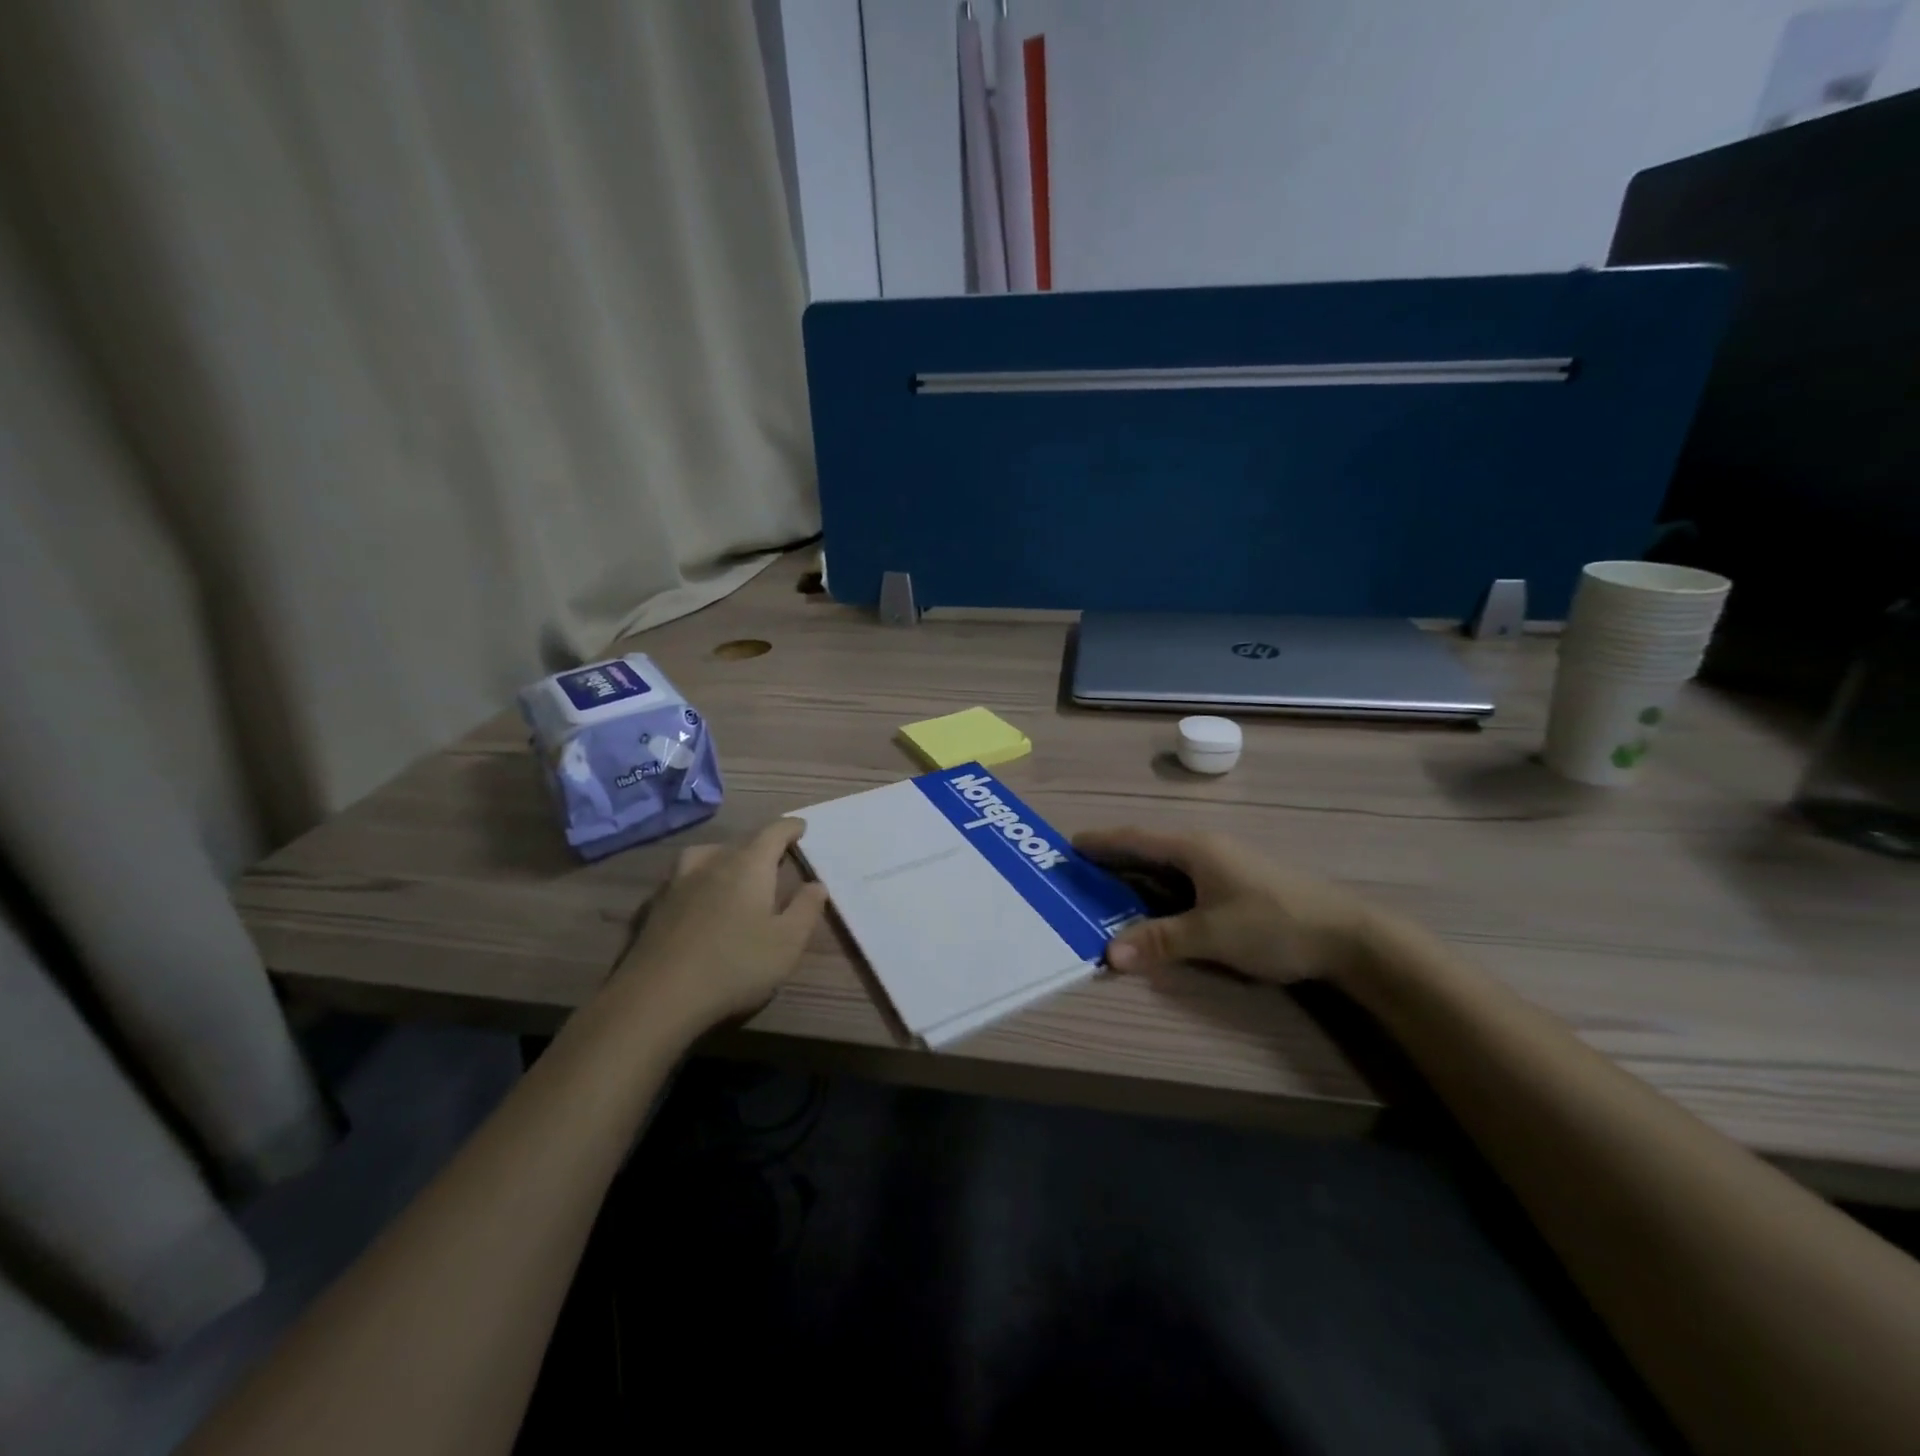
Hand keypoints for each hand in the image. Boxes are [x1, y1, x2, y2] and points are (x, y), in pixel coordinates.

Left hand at [611, 818, 828, 1031]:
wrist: (658, 997)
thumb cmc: (735, 965)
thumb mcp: (788, 943)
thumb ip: (806, 909)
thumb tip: (816, 884)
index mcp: (748, 865)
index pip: (773, 832)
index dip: (790, 828)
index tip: (801, 828)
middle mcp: (712, 863)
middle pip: (740, 842)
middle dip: (760, 847)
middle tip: (775, 860)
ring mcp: (677, 883)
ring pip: (705, 855)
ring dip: (723, 857)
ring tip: (732, 871)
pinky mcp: (654, 907)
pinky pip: (681, 879)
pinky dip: (696, 881)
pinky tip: (697, 900)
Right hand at [1074, 827, 1379, 985]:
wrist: (1346, 934)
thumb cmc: (1273, 924)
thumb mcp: (1211, 935)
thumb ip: (1160, 941)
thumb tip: (1108, 954)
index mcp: (1193, 849)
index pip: (1135, 839)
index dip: (1102, 842)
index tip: (1070, 844)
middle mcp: (1205, 849)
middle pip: (1148, 849)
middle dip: (1113, 858)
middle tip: (1080, 871)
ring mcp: (1224, 864)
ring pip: (1167, 865)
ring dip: (1137, 874)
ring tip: (1107, 887)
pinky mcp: (1237, 882)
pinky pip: (1184, 879)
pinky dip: (1159, 887)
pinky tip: (1154, 904)